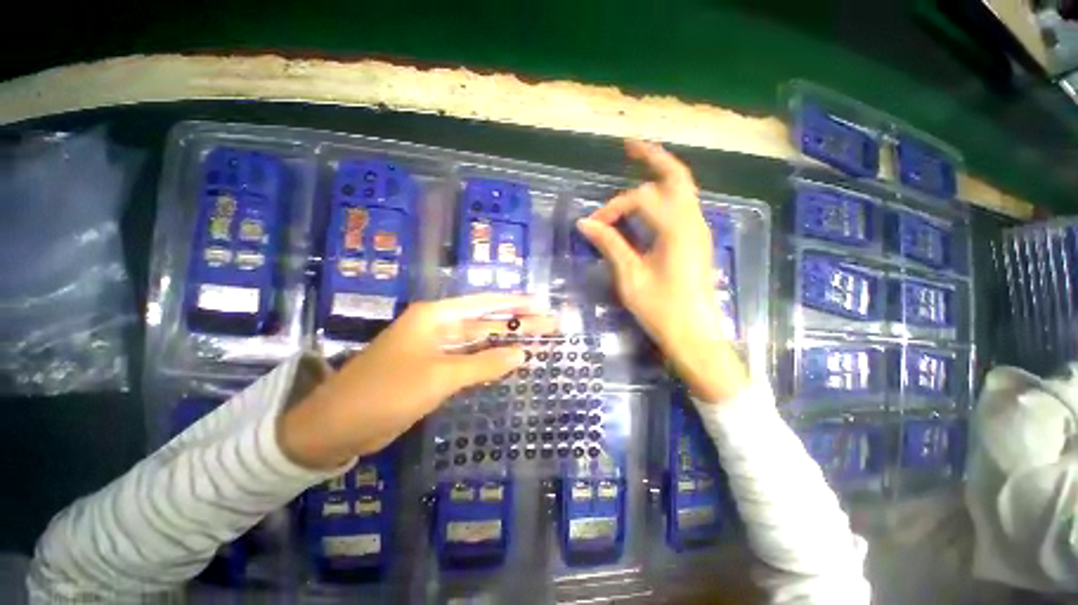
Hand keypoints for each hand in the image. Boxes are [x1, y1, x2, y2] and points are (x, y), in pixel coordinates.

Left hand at [279, 294, 554, 468]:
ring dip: (505, 342)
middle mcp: (437, 327)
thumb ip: (483, 364)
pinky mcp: (433, 370)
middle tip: (548, 324)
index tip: (540, 304)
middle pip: (485, 322)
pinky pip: (469, 360)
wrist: (338, 426)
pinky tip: (508, 361)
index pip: (484, 304)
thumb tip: (522, 353)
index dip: (514, 303)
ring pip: (478, 342)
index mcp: (435, 317)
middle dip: (517, 323)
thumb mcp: (440, 376)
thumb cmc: (387, 392)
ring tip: (536, 341)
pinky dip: (489, 361)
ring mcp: (435, 349)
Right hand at [576, 139, 747, 403]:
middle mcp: (693, 222)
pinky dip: (663, 196)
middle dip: (652, 158)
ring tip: (638, 163)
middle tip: (628, 146)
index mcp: (677, 228)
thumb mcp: (630, 276)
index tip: (593, 226)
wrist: (694, 335)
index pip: (640, 199)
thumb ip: (610, 244)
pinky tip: (648, 202)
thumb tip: (585, 223)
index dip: (613, 208)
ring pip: (681, 190)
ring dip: (659, 176)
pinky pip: (680, 207)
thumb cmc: (661, 309)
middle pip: (676, 177)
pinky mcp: (695, 241)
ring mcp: (698, 231)